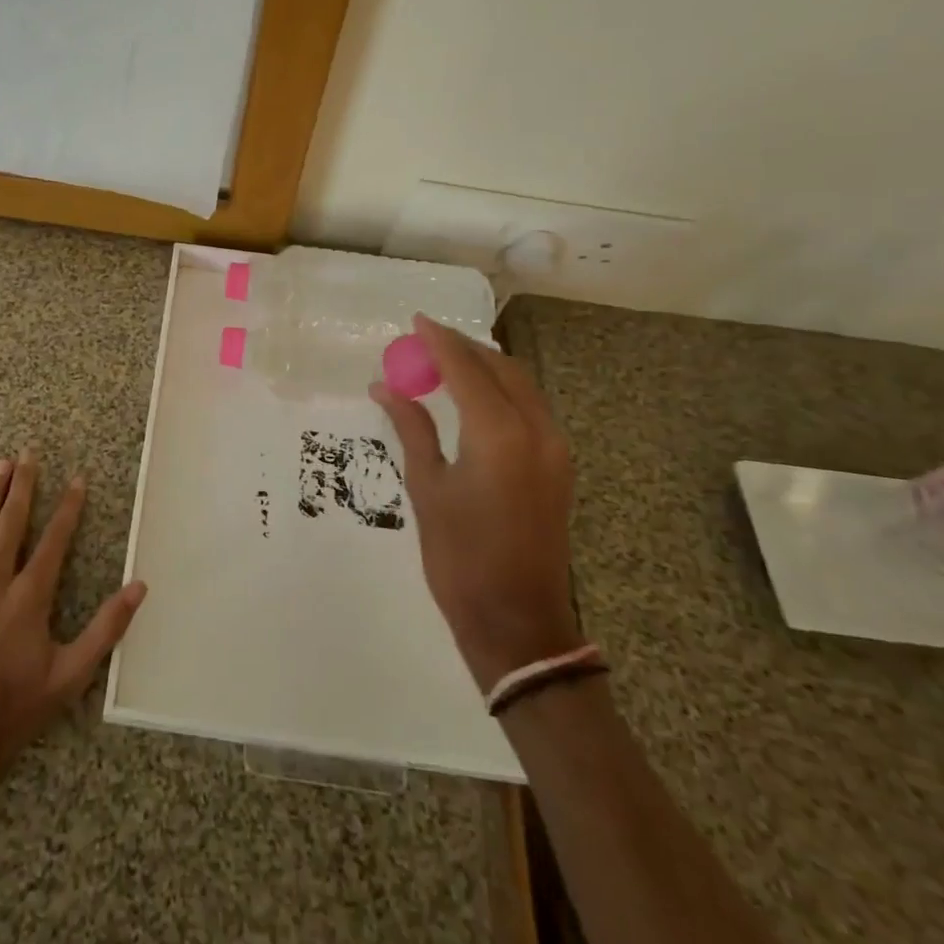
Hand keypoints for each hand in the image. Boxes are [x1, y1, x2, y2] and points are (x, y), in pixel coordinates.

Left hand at [0, 448, 146, 794]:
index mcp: (30, 596)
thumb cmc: (16, 707)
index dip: (69, 507)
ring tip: (1, 465)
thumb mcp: (72, 674)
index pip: (55, 539)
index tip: (78, 479)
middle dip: (24, 484)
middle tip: (30, 453)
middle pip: (12, 521)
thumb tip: (138, 587)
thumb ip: (107, 628)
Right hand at [370, 315, 579, 690]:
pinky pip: (530, 408)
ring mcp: (555, 449)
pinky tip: (472, 398)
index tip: (415, 321)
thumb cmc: (460, 557)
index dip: (439, 341)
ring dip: (485, 366)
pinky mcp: (559, 466)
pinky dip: (501, 390)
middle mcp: (536, 431)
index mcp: (499, 435)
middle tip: (426, 340)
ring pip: (521, 385)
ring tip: (444, 363)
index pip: (466, 369)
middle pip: (500, 368)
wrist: (518, 622)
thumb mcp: (427, 488)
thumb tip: (385, 387)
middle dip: (464, 348)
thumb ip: (411, 428)